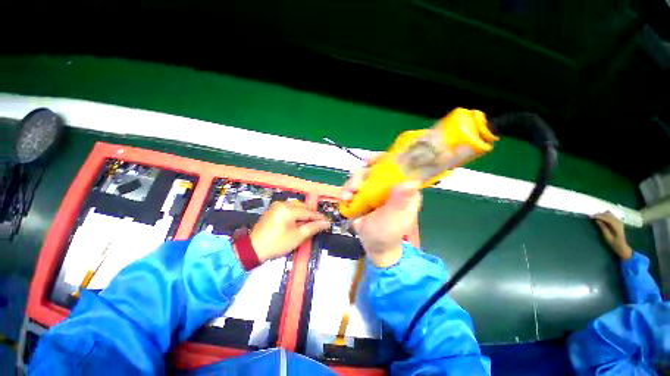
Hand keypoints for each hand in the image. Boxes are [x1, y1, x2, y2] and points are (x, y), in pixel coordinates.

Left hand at [250, 201, 330, 262]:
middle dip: (311, 215)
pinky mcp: (274, 210)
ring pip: (296, 207)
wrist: (254, 249)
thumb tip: (325, 223)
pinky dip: (296, 214)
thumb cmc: (276, 244)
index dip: (319, 217)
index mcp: (287, 209)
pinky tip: (299, 222)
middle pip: (303, 207)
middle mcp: (282, 204)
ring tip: (309, 224)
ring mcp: (277, 206)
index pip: (308, 212)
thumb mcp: (297, 237)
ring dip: (304, 214)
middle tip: (319, 224)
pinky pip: (289, 209)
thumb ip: (312, 228)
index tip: (327, 221)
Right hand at [342, 161, 421, 266]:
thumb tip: (411, 181)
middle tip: (355, 185)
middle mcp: (389, 186)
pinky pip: (353, 186)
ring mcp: (374, 190)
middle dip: (362, 174)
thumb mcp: (394, 219)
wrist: (372, 244)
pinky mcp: (363, 195)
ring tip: (347, 195)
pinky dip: (347, 190)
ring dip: (352, 183)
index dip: (385, 159)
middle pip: (375, 169)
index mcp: (404, 189)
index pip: (398, 166)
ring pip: (361, 176)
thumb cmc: (388, 233)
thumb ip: (400, 202)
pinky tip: (345, 198)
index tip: (370, 160)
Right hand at [594, 211, 632, 259]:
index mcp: (616, 225)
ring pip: (609, 214)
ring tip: (595, 217)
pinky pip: (611, 215)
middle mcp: (618, 221)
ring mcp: (619, 221)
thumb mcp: (607, 236)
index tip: (591, 216)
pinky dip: (605, 215)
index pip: (607, 218)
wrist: (621, 246)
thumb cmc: (613, 242)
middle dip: (599, 215)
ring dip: (602, 214)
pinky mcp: (618, 222)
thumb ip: (602, 227)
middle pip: (608, 215)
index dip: (598, 216)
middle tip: (591, 216)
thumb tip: (596, 220)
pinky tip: (601, 218)